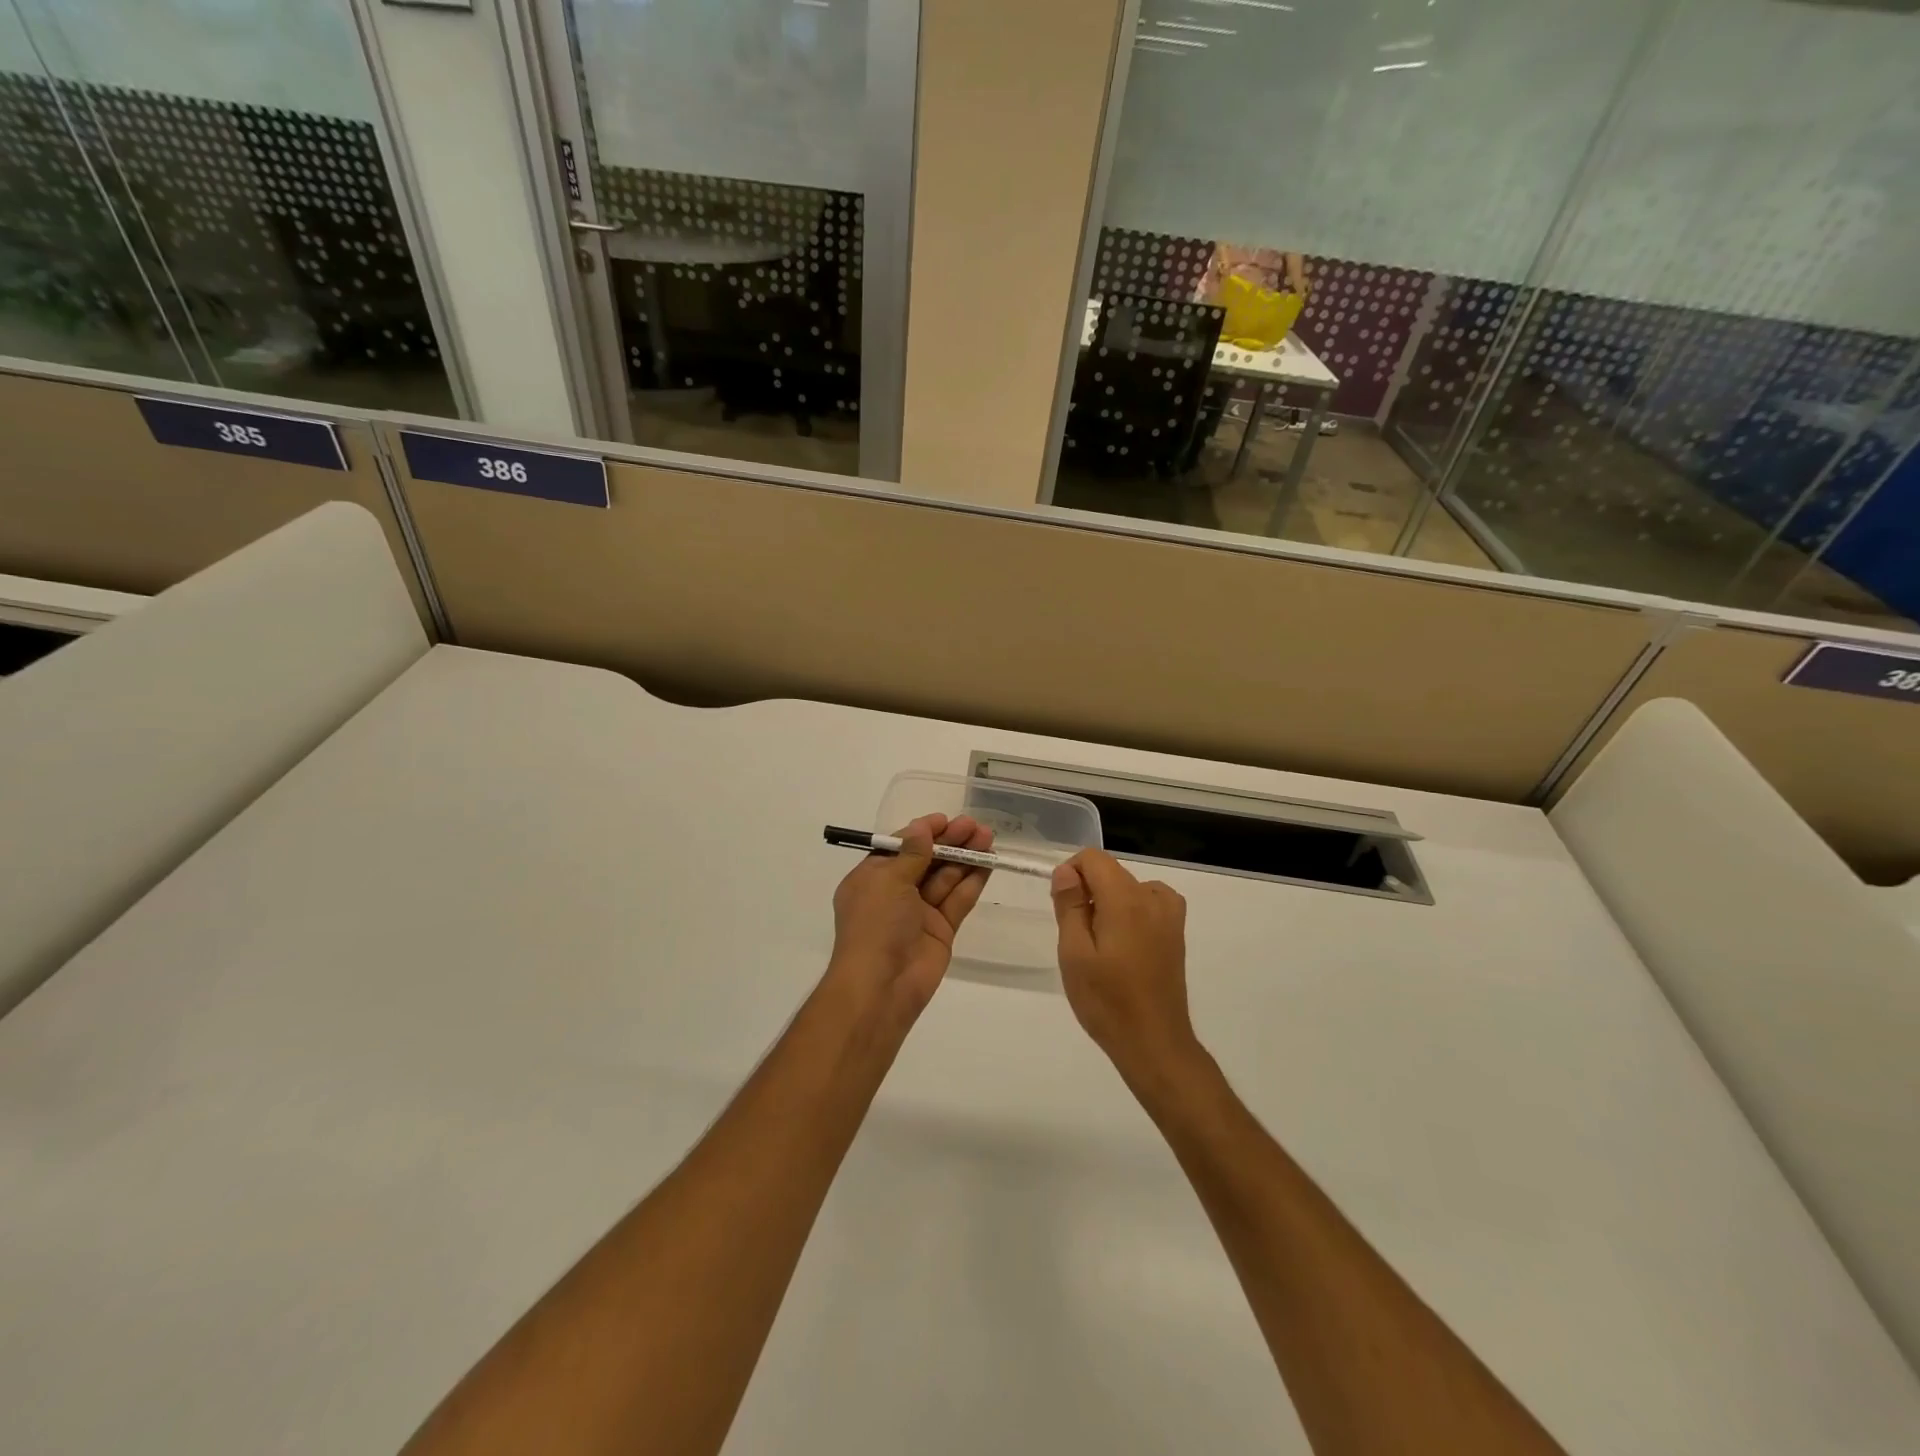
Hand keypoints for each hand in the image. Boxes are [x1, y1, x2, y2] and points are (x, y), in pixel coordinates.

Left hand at [827, 814, 993, 1027]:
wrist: (882, 986)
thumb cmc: (875, 925)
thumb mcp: (888, 881)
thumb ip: (912, 853)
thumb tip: (922, 827)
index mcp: (872, 879)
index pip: (900, 847)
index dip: (923, 832)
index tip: (946, 820)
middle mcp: (895, 893)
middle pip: (927, 860)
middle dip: (950, 842)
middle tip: (975, 826)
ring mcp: (920, 912)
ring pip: (946, 878)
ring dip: (966, 858)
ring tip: (988, 837)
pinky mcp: (942, 929)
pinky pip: (958, 900)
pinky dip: (973, 882)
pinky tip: (989, 863)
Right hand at [1050, 850, 1197, 1083]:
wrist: (1153, 1042)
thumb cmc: (1106, 1000)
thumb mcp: (1074, 953)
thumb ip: (1069, 905)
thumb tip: (1066, 871)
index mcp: (1126, 899)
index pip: (1094, 859)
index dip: (1071, 873)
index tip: (1062, 906)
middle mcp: (1152, 898)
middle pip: (1111, 872)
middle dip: (1088, 890)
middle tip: (1075, 935)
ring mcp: (1169, 915)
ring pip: (1128, 887)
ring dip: (1108, 902)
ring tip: (1098, 943)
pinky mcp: (1176, 933)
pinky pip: (1148, 902)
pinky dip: (1131, 910)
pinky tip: (1123, 942)